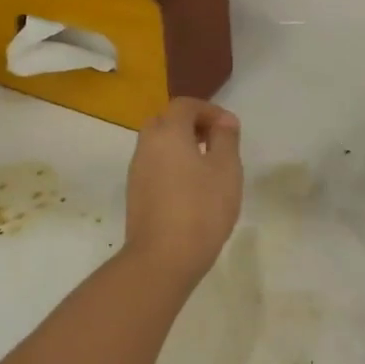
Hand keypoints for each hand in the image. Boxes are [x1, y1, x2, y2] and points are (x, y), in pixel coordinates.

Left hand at [123, 98, 243, 281]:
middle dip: (191, 125)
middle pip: (166, 121)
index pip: (185, 105)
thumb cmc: (201, 208)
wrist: (162, 259)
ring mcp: (137, 171)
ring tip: (207, 167)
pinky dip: (172, 165)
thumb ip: (226, 138)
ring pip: (158, 144)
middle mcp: (147, 145)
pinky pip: (154, 165)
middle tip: (215, 142)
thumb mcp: (226, 169)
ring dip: (181, 146)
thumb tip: (224, 121)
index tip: (229, 128)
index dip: (209, 110)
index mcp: (168, 133)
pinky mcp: (135, 194)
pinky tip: (191, 189)